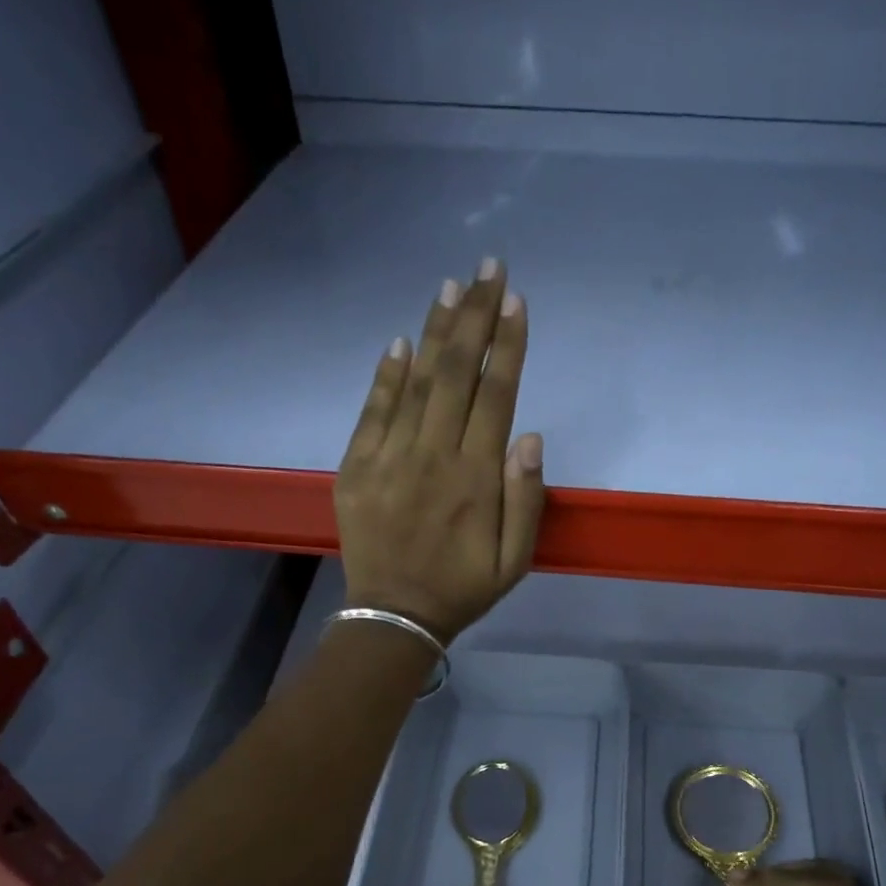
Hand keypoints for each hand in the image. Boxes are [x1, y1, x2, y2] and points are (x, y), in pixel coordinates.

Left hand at [334, 259, 544, 643]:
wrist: (394, 616)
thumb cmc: (463, 589)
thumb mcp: (515, 561)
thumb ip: (526, 500)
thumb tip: (530, 437)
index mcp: (476, 479)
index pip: (496, 396)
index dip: (507, 345)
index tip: (517, 302)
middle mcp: (433, 457)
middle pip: (456, 374)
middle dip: (474, 317)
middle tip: (488, 269)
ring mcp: (389, 459)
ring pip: (416, 382)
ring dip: (435, 332)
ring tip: (450, 286)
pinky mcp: (356, 468)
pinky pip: (372, 411)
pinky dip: (386, 374)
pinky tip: (401, 341)